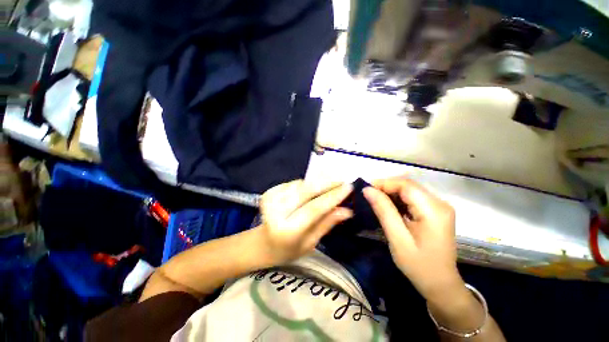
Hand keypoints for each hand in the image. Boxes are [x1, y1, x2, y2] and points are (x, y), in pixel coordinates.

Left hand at [257, 180, 353, 264]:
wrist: (262, 243)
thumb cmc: (288, 249)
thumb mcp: (311, 242)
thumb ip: (327, 223)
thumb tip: (347, 210)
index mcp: (287, 230)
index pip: (314, 208)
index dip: (333, 196)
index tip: (348, 187)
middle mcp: (276, 211)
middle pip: (307, 191)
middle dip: (327, 182)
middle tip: (343, 179)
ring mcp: (271, 199)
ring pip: (301, 184)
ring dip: (318, 181)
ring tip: (331, 182)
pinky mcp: (269, 192)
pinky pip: (294, 183)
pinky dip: (306, 184)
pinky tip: (312, 188)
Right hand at [363, 176, 463, 301]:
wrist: (440, 284)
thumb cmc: (418, 265)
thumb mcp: (397, 238)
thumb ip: (383, 211)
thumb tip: (367, 190)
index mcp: (434, 210)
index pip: (406, 185)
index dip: (384, 183)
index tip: (365, 189)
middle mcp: (440, 203)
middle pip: (408, 185)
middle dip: (386, 187)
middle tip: (368, 196)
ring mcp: (439, 207)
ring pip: (409, 190)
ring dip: (390, 193)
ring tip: (375, 201)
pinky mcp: (435, 211)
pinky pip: (413, 198)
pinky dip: (398, 199)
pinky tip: (388, 207)